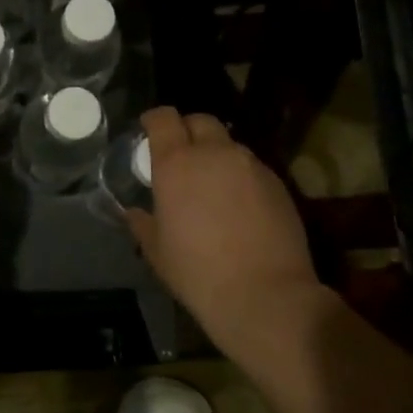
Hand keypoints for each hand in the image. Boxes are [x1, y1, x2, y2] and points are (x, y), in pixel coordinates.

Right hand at [125, 108, 323, 356]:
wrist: (265, 295)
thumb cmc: (198, 272)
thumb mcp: (157, 251)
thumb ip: (143, 223)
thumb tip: (134, 212)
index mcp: (177, 163)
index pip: (164, 118)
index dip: (154, 119)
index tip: (148, 130)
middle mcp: (215, 153)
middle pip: (200, 121)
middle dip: (187, 130)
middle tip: (181, 155)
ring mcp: (251, 165)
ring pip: (229, 144)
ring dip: (216, 154)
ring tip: (212, 182)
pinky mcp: (277, 183)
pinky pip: (251, 167)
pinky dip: (239, 175)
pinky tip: (238, 204)